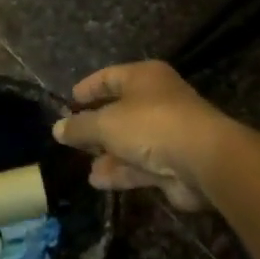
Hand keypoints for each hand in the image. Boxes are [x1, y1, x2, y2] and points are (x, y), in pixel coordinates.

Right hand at [52, 61, 229, 211]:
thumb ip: (80, 127)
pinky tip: (98, 182)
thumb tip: (57, 129)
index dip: (88, 88)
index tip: (68, 101)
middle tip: (72, 138)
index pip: (110, 76)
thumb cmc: (150, 126)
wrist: (202, 160)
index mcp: (145, 78)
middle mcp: (158, 101)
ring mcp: (167, 133)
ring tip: (83, 165)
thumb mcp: (105, 123)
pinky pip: (140, 165)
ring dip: (107, 154)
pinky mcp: (172, 163)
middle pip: (120, 111)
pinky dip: (120, 172)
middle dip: (96, 127)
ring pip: (130, 141)